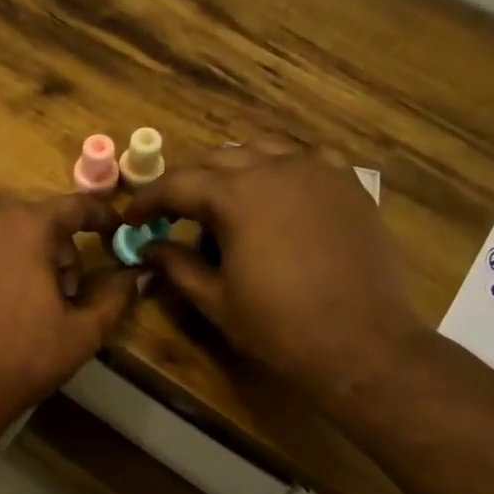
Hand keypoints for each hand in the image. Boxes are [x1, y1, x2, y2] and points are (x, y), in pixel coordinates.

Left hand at [0, 195, 142, 436]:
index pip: (75, 206)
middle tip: (64, 293)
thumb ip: (117, 296)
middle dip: (57, 248)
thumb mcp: (82, 332)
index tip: (115, 230)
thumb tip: (139, 274)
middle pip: (35, 220)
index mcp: (28, 226)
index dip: (101, 217)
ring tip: (24, 302)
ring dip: (20, 255)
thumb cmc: (22, 358)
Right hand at [125, 138, 427, 407]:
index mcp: (236, 196)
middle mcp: (275, 168)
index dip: (148, 200)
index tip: (131, 218)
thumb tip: (148, 248)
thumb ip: (177, 265)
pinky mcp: (348, 183)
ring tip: (224, 203)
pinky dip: (281, 169)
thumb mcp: (215, 300)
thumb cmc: (279, 327)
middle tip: (174, 215)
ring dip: (234, 171)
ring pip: (262, 151)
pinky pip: (305, 159)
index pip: (177, 184)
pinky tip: (278, 194)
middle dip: (189, 185)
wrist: (362, 342)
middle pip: (217, 160)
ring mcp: (317, 171)